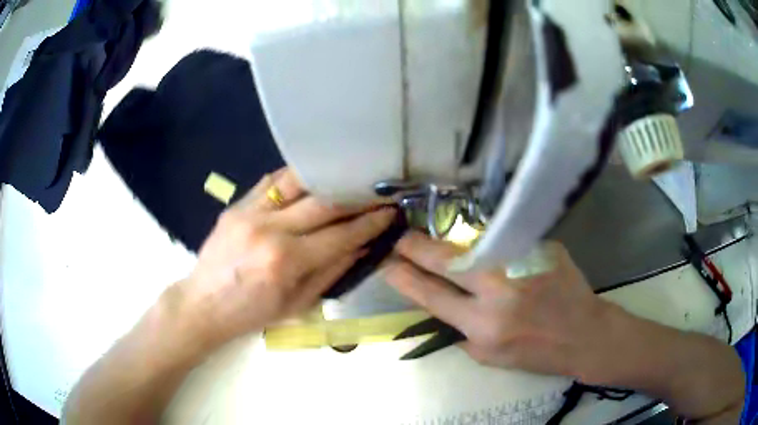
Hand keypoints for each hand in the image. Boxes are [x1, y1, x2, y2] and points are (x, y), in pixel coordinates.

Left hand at [177, 168, 394, 348]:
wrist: (204, 304)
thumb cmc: (252, 313)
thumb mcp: (297, 304)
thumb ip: (331, 272)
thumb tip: (361, 247)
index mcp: (286, 262)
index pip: (340, 235)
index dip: (369, 224)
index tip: (389, 212)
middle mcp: (269, 230)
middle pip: (323, 203)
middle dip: (356, 197)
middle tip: (375, 192)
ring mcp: (249, 213)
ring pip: (296, 181)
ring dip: (326, 177)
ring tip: (346, 177)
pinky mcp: (235, 205)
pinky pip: (270, 182)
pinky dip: (294, 177)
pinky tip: (310, 176)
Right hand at [385, 232, 611, 378]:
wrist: (583, 333)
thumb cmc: (536, 353)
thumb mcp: (489, 356)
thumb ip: (462, 330)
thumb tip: (442, 302)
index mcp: (484, 325)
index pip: (431, 295)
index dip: (404, 278)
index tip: (386, 264)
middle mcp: (499, 290)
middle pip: (446, 260)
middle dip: (415, 246)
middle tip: (398, 237)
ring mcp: (522, 263)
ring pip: (473, 244)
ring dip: (451, 244)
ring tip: (437, 242)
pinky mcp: (540, 247)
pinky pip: (504, 242)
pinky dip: (491, 246)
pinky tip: (490, 250)